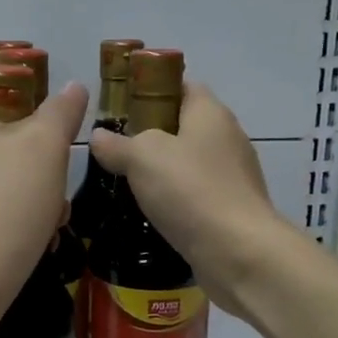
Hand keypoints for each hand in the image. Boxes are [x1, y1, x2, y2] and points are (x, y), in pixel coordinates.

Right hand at [90, 82, 291, 322]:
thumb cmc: (190, 190)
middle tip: (114, 149)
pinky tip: (151, 213)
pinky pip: (196, 195)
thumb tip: (99, 136)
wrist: (238, 252)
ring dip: (161, 172)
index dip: (150, 90)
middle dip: (150, 135)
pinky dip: (175, 200)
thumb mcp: (142, 157)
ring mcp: (233, 176)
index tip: (120, 107)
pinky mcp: (232, 209)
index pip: (181, 85)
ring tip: (125, 183)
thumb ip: (117, 144)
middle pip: (184, 125)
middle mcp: (227, 138)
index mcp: (210, 113)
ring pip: (189, 164)